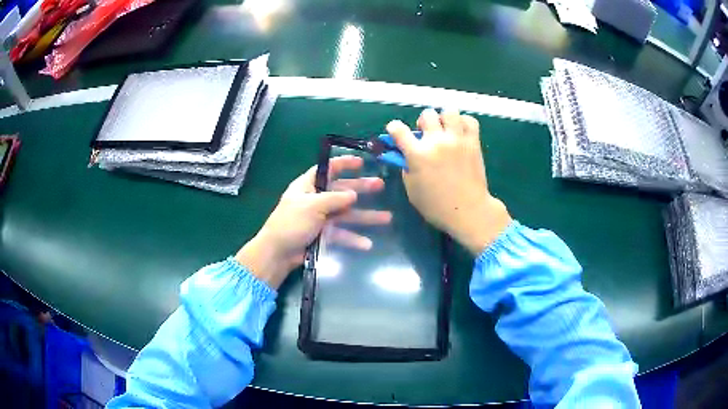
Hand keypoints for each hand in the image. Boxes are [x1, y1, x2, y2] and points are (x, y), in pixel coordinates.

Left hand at [236, 156, 390, 288]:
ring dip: (365, 216)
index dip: (344, 164)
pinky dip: (353, 238)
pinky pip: (342, 234)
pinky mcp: (323, 235)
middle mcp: (316, 199)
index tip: (362, 162)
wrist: (278, 253)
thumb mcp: (312, 206)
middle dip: (361, 189)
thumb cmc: (291, 223)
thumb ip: (334, 199)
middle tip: (381, 186)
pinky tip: (367, 244)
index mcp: (308, 186)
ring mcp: (321, 218)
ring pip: (347, 214)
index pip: (328, 169)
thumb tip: (353, 194)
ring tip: (387, 218)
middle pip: (342, 190)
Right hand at [386, 108, 510, 254]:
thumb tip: (406, 155)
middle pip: (426, 115)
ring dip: (444, 119)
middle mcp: (437, 142)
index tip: (396, 133)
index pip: (398, 129)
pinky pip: (469, 120)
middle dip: (422, 122)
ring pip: (449, 111)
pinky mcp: (473, 142)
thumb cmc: (437, 206)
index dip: (394, 128)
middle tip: (426, 135)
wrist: (469, 211)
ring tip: (445, 131)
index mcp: (418, 155)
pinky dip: (463, 123)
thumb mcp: (412, 190)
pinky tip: (460, 133)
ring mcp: (457, 140)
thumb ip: (407, 168)